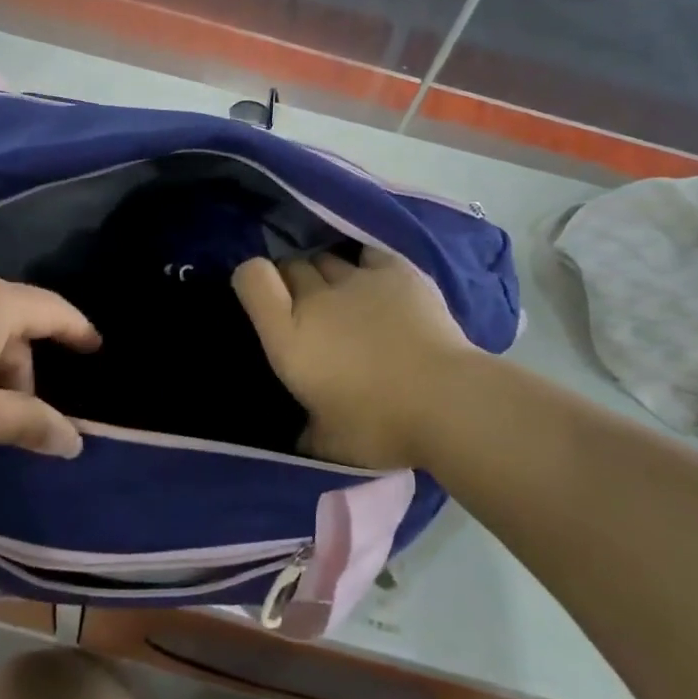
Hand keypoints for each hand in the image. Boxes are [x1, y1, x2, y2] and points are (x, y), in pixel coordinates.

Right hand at [232, 247, 472, 469]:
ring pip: (327, 258)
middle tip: (308, 307)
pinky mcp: (395, 270)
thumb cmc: (380, 427)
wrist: (446, 401)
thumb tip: (303, 435)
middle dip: (293, 280)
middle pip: (292, 265)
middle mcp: (316, 298)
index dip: (251, 279)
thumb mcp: (330, 444)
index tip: (260, 294)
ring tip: (344, 296)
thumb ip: (308, 432)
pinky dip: (365, 265)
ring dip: (327, 274)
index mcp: (290, 336)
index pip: (251, 278)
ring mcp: (357, 279)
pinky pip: (367, 254)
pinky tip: (376, 282)